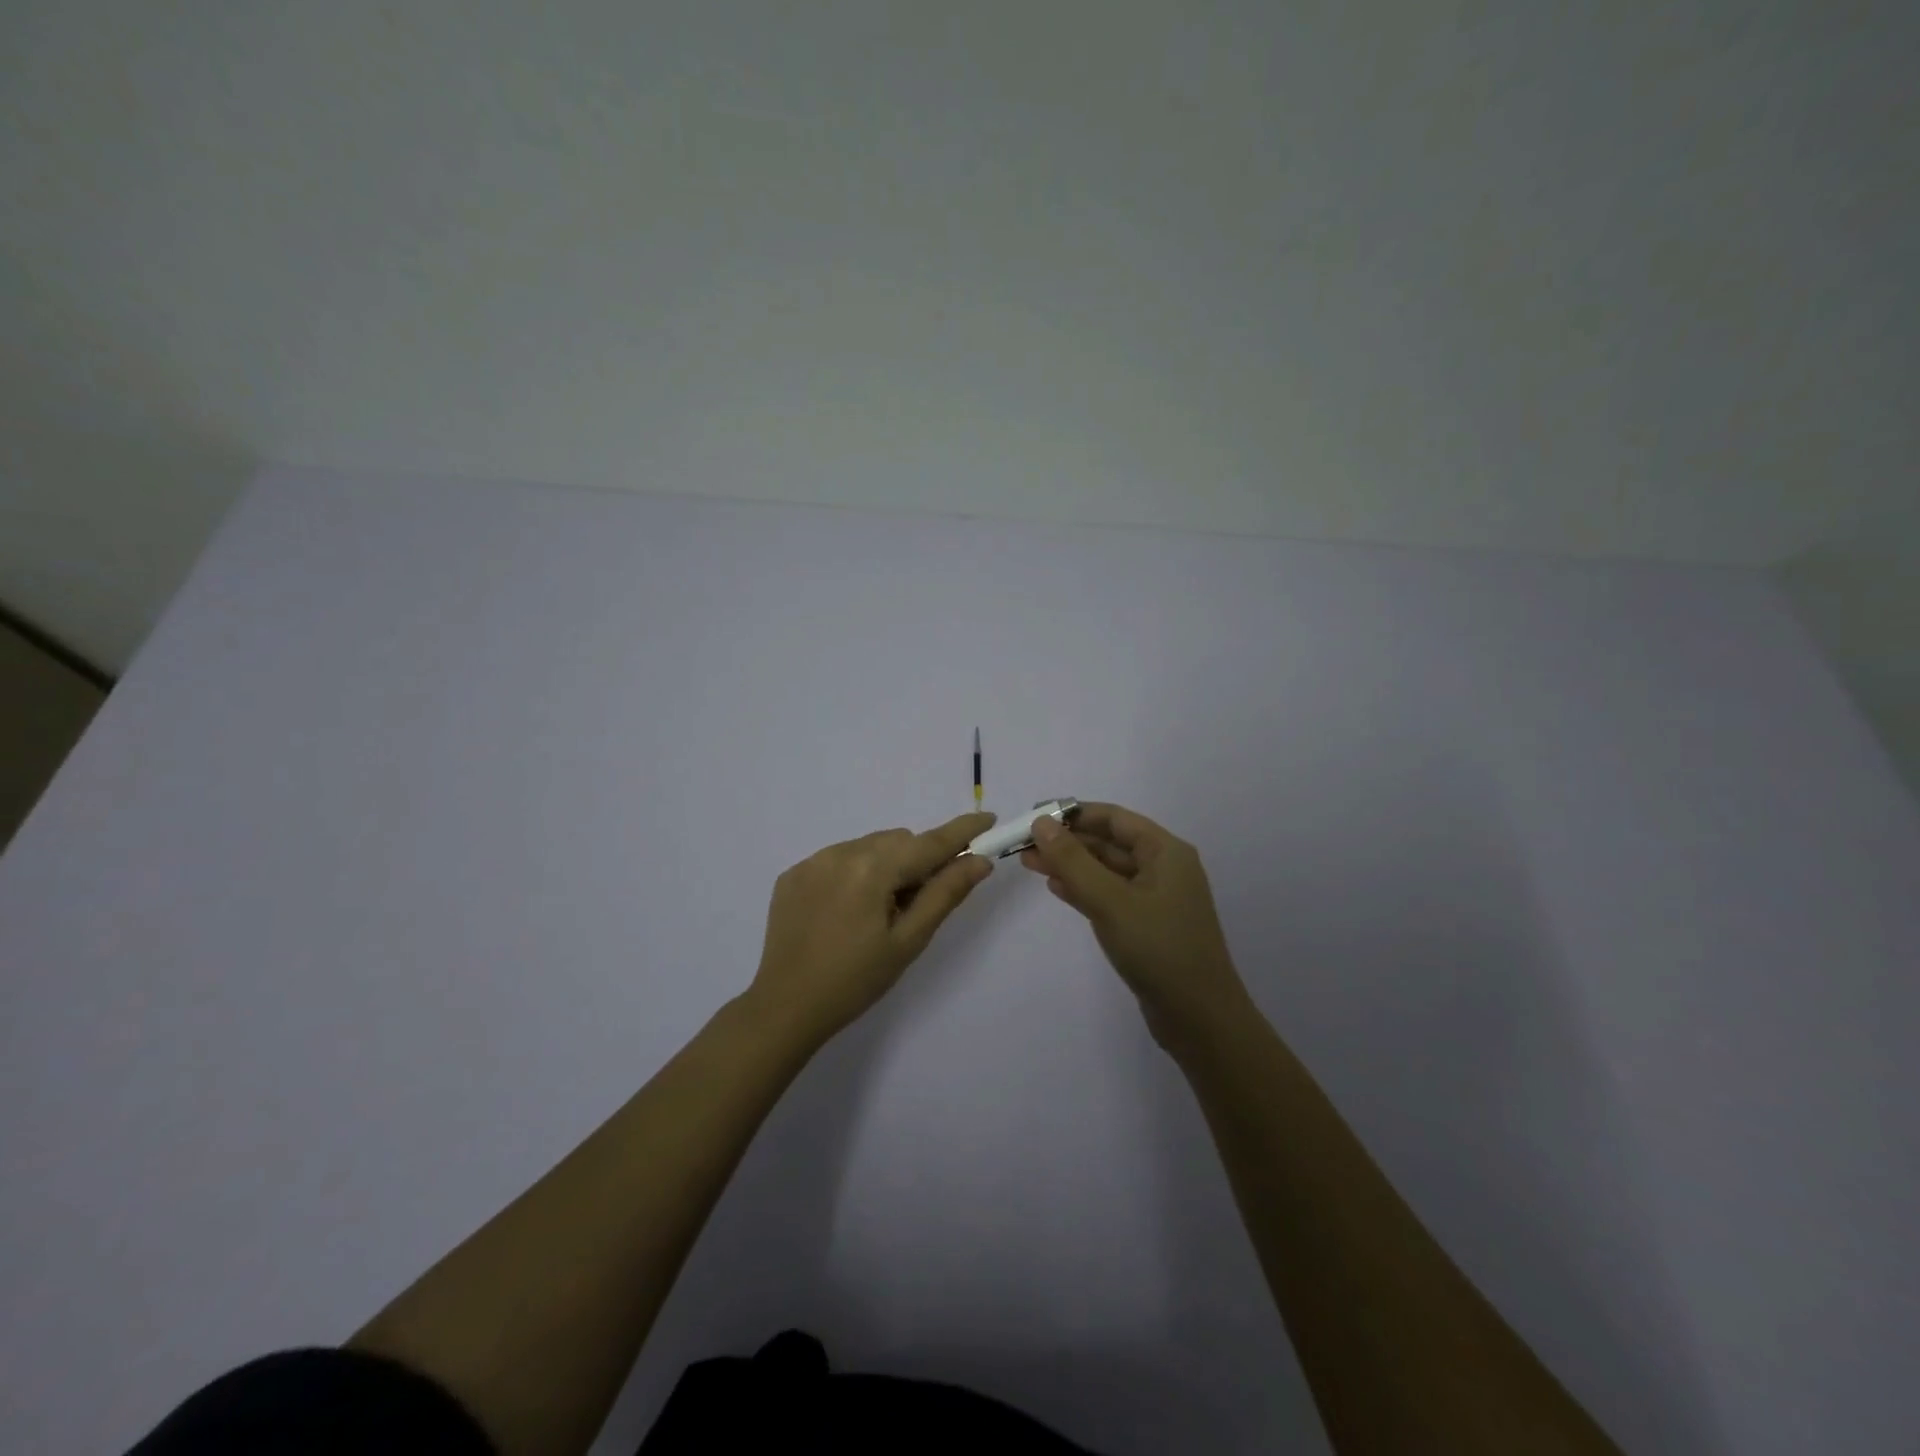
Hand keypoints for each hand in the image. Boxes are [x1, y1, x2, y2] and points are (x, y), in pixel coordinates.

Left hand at [748, 812, 995, 1043]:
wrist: (785, 1008)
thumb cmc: (856, 981)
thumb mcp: (908, 941)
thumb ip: (945, 894)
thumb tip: (979, 861)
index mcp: (872, 868)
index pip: (929, 842)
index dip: (962, 831)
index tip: (988, 818)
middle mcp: (841, 852)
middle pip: (898, 841)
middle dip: (918, 860)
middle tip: (918, 903)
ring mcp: (812, 861)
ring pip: (869, 846)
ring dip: (886, 865)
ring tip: (878, 912)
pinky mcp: (793, 874)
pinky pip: (838, 858)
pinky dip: (855, 872)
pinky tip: (847, 911)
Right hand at [1021, 802, 1248, 1051]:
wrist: (1199, 1018)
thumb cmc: (1158, 949)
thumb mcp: (1110, 901)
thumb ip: (1073, 861)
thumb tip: (1041, 823)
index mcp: (1165, 852)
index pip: (1114, 818)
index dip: (1074, 814)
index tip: (1035, 816)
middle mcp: (1164, 868)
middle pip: (1109, 843)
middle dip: (1067, 841)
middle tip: (1024, 844)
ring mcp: (1156, 898)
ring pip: (1106, 870)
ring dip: (1070, 865)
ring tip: (1029, 863)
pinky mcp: (1147, 924)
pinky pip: (1110, 895)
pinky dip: (1083, 889)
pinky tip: (1056, 887)